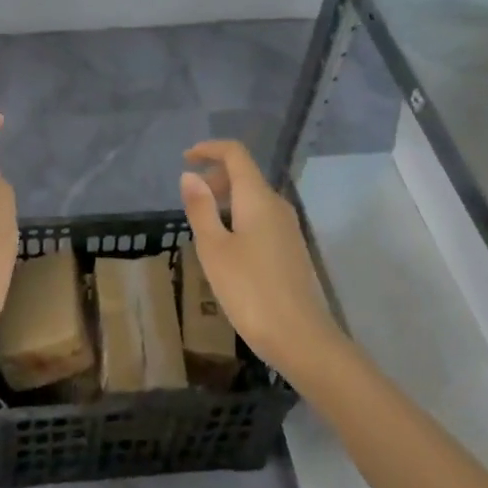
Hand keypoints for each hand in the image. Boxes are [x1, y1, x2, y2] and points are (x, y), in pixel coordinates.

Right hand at [180, 140, 336, 372]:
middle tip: (190, 197)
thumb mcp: (214, 249)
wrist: (301, 338)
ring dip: (226, 199)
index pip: (236, 154)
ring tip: (203, 223)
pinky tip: (226, 247)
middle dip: (215, 176)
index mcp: (257, 198)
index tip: (185, 158)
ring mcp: (288, 228)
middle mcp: (277, 205)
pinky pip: (261, 218)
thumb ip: (201, 209)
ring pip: (253, 198)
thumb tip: (190, 176)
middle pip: (245, 175)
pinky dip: (239, 217)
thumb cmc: (250, 290)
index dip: (209, 149)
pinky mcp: (291, 249)